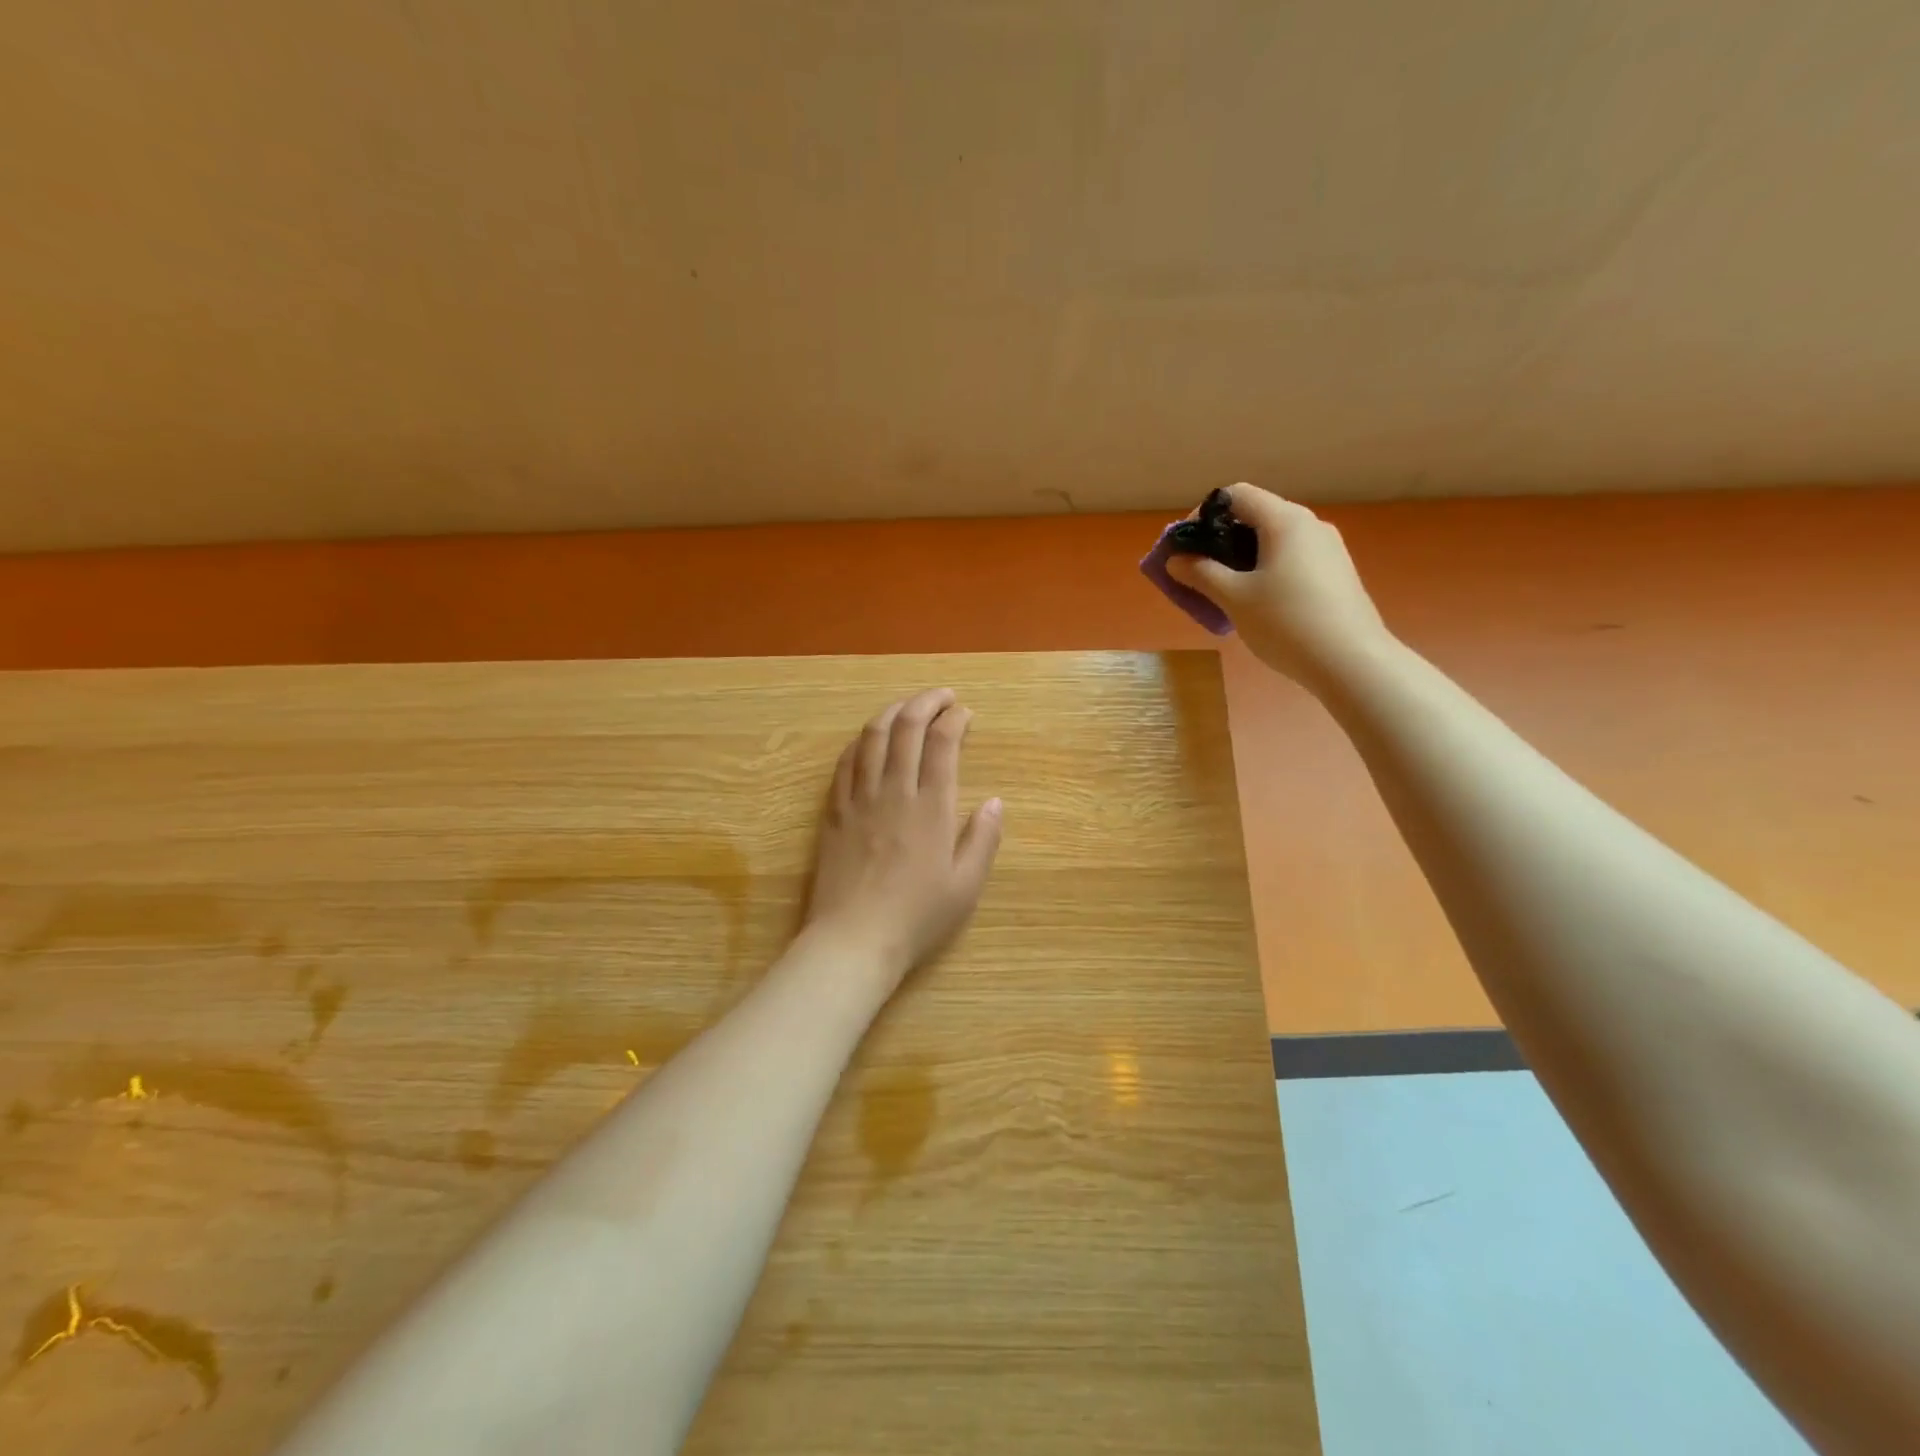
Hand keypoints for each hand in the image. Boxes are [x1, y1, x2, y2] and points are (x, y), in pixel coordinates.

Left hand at [803, 688, 1003, 991]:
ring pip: (872, 737)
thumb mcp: (966, 886)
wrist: (853, 939)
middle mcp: (894, 791)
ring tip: (907, 707)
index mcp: (932, 807)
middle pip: (906, 728)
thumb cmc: (916, 916)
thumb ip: (983, 839)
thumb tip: (996, 802)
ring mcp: (859, 798)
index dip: (955, 719)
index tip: (965, 713)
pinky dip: (861, 741)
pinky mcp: (834, 811)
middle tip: (942, 696)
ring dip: (892, 712)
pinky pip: (845, 762)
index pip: (942, 744)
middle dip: (926, 702)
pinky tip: (869, 739)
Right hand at [1166, 483, 1391, 690]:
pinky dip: (1266, 571)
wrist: (1352, 662)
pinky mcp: (1336, 574)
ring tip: (1225, 593)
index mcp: (1285, 521)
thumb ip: (1201, 574)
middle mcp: (1310, 525)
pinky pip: (1292, 560)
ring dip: (1242, 559)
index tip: (1186, 547)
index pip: (1236, 495)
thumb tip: (1176, 560)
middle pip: (1255, 517)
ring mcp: (1328, 549)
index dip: (1203, 515)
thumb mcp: (1234, 598)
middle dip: (1220, 541)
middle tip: (1198, 573)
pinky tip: (1259, 605)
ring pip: (1274, 541)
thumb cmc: (1286, 622)